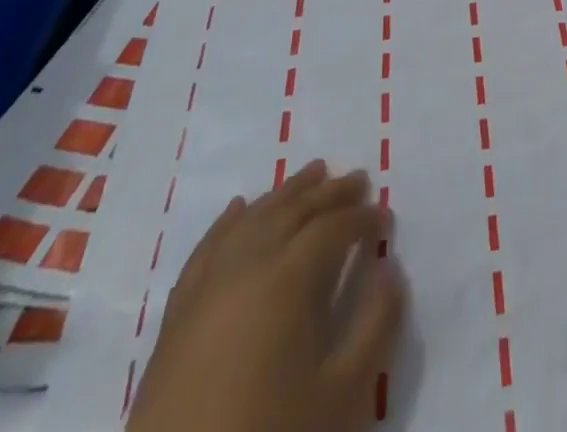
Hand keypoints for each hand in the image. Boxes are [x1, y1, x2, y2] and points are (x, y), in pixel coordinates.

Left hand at [128, 161, 404, 431]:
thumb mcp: (340, 393)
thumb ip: (375, 324)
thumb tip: (390, 267)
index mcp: (288, 279)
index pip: (333, 228)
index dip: (363, 218)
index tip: (385, 218)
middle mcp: (246, 266)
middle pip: (294, 210)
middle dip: (330, 192)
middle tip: (357, 178)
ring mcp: (206, 287)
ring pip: (252, 218)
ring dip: (286, 192)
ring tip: (312, 173)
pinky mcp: (176, 316)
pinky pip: (207, 249)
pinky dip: (228, 222)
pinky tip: (239, 208)